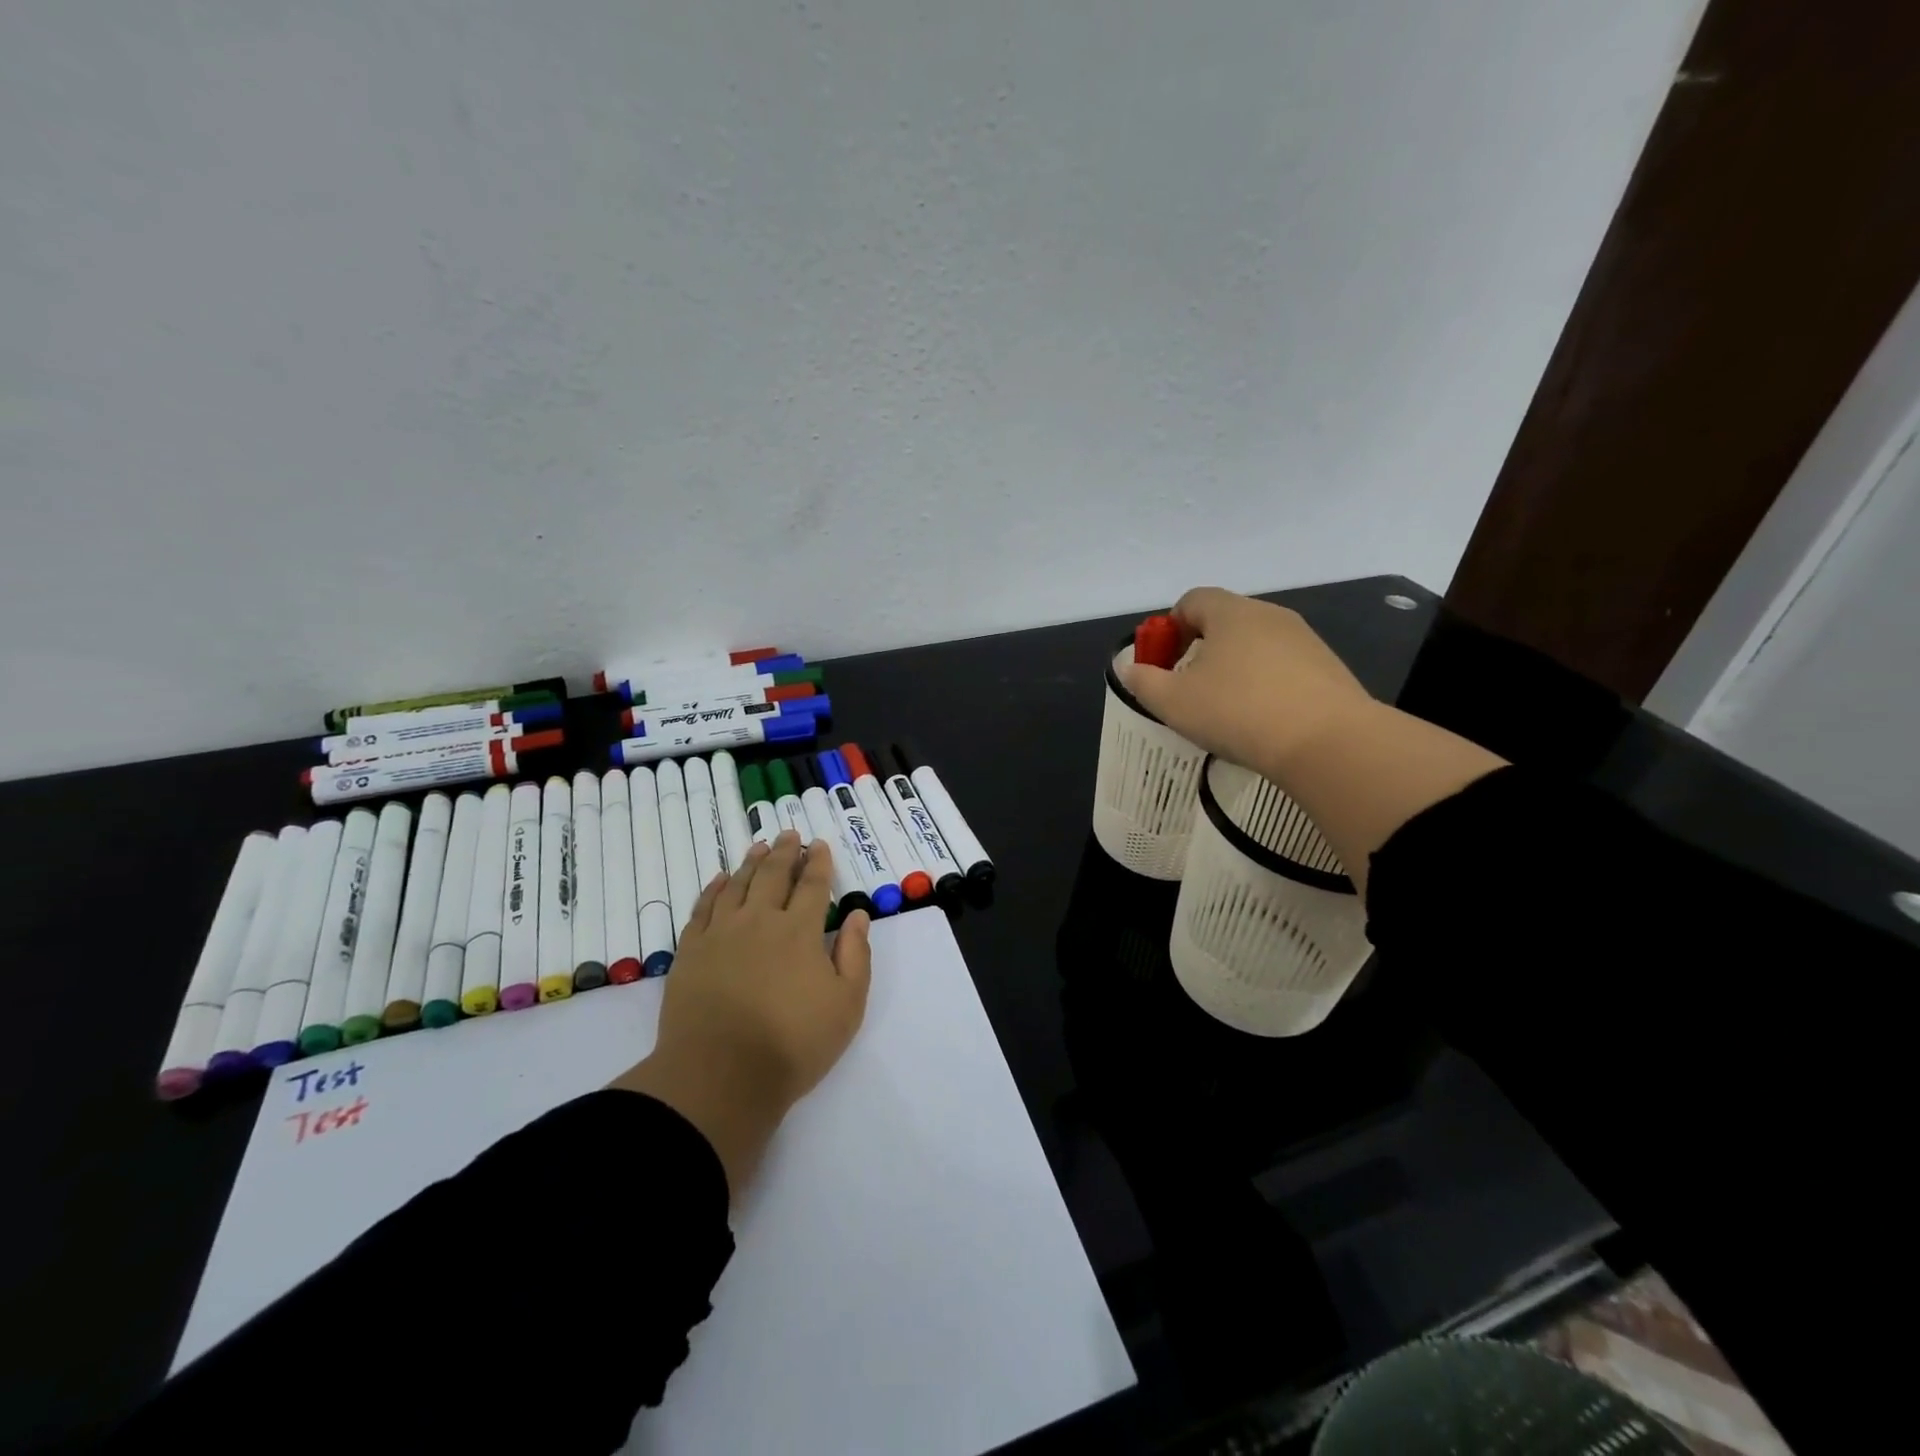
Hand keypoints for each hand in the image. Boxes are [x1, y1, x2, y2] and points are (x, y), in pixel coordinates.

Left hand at [610, 832, 871, 1198]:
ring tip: (759, 846)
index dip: (818, 863)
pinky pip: (703, 908)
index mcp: (800, 931)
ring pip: (737, 885)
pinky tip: (720, 879)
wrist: (720, 1075)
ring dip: (751, 862)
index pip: (812, 885)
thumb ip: (856, 955)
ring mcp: (721, 934)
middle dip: (784, 852)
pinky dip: (714, 889)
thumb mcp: (846, 1005)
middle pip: (773, 875)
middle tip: (789, 835)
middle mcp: (760, 920)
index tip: (819, 845)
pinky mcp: (691, 952)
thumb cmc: (793, 1044)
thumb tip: (858, 914)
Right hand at [1119, 587, 1375, 779]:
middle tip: (1189, 690)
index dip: (1169, 628)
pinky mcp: (1328, 668)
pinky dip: (1265, 686)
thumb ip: (1143, 680)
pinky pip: (1283, 668)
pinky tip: (1262, 722)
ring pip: (1255, 646)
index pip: (1191, 601)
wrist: (1327, 742)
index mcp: (1230, 613)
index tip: (1162, 664)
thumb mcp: (1172, 701)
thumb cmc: (1237, 712)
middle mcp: (1269, 615)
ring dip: (1234, 670)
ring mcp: (1304, 640)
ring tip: (1226, 711)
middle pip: (1224, 622)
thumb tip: (1129, 667)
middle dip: (1200, 651)